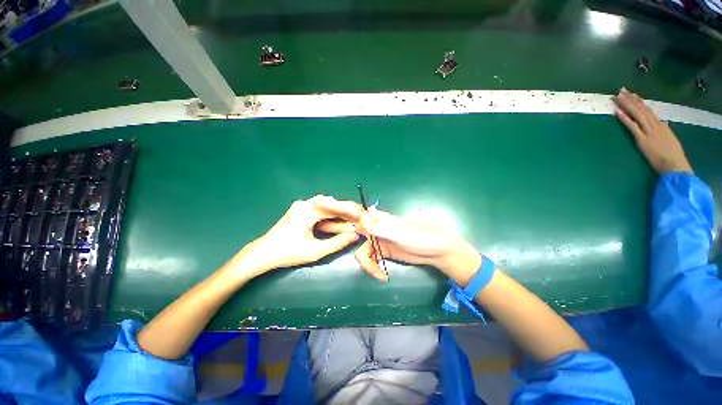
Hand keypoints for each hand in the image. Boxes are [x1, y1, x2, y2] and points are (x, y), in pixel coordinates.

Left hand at [234, 195, 361, 277]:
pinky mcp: (300, 209)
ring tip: (351, 218)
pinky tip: (337, 219)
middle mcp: (305, 204)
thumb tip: (355, 235)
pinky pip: (319, 208)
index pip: (334, 207)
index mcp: (308, 211)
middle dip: (346, 209)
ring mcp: (301, 205)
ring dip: (339, 211)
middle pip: (331, 203)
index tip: (363, 214)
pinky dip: (330, 213)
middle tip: (360, 216)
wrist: (263, 253)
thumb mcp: (315, 251)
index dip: (350, 210)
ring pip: (326, 204)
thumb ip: (337, 242)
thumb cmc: (288, 253)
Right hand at [319, 206, 480, 284]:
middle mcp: (377, 228)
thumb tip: (362, 222)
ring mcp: (380, 241)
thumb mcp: (402, 234)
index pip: (357, 214)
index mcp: (381, 219)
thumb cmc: (423, 238)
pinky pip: (371, 259)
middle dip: (339, 231)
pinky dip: (373, 268)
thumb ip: (382, 229)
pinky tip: (382, 275)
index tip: (324, 213)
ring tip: (378, 274)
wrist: (438, 250)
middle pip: (353, 229)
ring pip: (362, 250)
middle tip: (321, 231)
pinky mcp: (384, 252)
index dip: (341, 213)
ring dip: (367, 263)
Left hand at [613, 88, 692, 173]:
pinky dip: (625, 118)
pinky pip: (632, 127)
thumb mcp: (670, 139)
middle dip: (630, 99)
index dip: (639, 102)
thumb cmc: (673, 156)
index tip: (632, 94)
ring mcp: (649, 132)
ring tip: (617, 97)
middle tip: (621, 90)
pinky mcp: (642, 140)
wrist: (675, 166)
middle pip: (641, 109)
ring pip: (636, 114)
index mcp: (661, 125)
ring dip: (626, 105)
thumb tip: (663, 121)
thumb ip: (665, 130)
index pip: (648, 110)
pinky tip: (617, 111)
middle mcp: (655, 125)